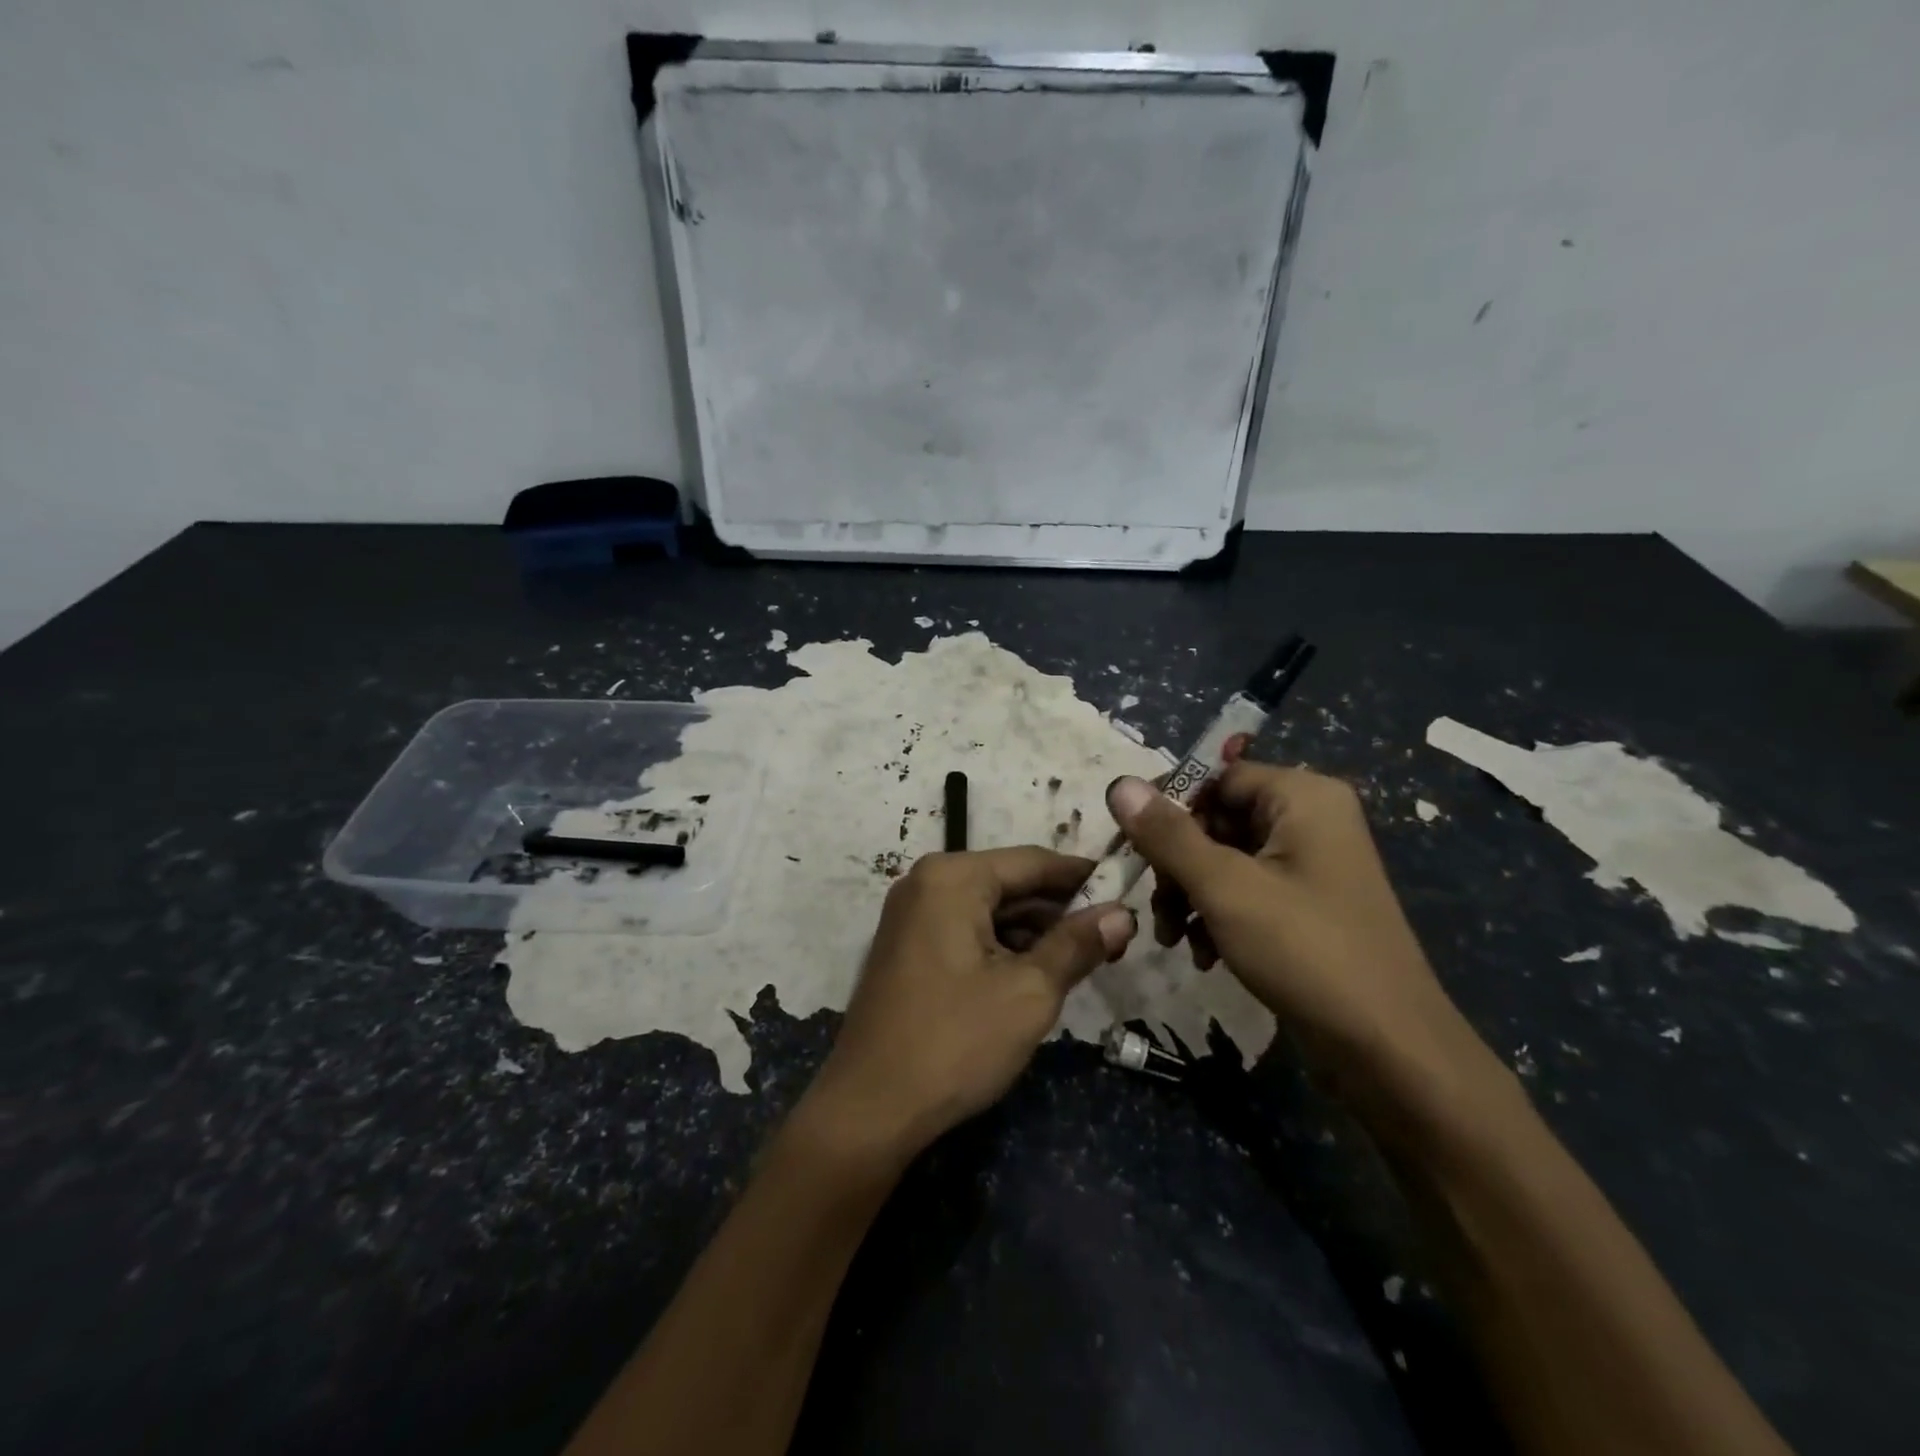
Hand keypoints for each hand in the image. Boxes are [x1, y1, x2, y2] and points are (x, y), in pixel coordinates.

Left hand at [804, 848, 1136, 1160]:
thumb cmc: (954, 1042)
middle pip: (1010, 884)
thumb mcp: (1029, 992)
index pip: (1034, 862)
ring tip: (1084, 958)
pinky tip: (1037, 973)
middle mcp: (927, 883)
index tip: (1128, 891)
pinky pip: (967, 930)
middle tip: (1113, 937)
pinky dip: (1003, 947)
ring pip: (990, 910)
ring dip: (1035, 932)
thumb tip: (1123, 913)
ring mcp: (912, 915)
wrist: (869, 1108)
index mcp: (952, 878)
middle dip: (1061, 910)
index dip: (1084, 877)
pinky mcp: (908, 946)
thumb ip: (1077, 945)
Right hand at [1105, 764, 1497, 1120]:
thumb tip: (1119, 783)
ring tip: (1174, 938)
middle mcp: (1310, 819)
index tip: (1132, 849)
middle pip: (1216, 819)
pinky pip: (1246, 890)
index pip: (1214, 778)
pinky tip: (1203, 954)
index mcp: (1302, 797)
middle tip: (1158, 906)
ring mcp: (1311, 864)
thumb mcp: (1224, 888)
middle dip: (1177, 865)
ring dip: (1190, 895)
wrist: (1388, 1051)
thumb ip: (1168, 834)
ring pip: (1224, 859)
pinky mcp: (1307, 905)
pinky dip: (1217, 916)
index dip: (1169, 810)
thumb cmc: (1306, 952)